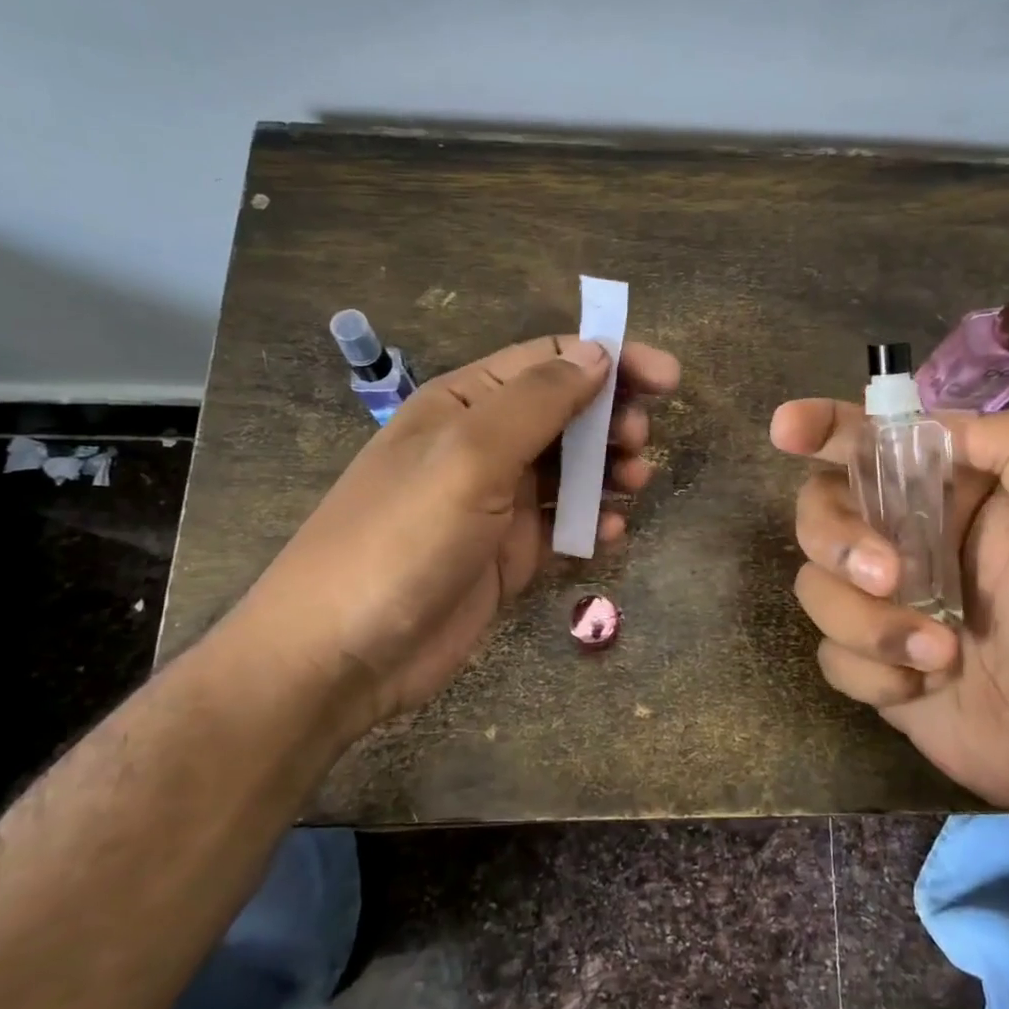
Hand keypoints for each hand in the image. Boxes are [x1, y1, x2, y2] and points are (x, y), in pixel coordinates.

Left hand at [230, 334, 679, 737]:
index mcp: (466, 404)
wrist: (341, 655)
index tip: (668, 378)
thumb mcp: (470, 457)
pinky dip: (592, 521)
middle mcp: (484, 445)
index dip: (611, 360)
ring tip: (636, 482)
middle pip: (568, 412)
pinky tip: (611, 533)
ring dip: (610, 468)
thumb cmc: (402, 538)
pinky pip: (563, 524)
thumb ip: (537, 402)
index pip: (550, 360)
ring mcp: (497, 502)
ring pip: (571, 469)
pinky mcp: (508, 554)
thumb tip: (597, 354)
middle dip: (614, 418)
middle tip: (640, 442)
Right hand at [770, 401, 1008, 833]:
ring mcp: (881, 597)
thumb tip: (933, 426)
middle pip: (821, 506)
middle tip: (887, 577)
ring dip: (871, 623)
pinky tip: (923, 685)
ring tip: (940, 654)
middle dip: (839, 540)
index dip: (823, 426)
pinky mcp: (866, 654)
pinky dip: (873, 670)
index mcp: (953, 491)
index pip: (874, 440)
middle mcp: (906, 534)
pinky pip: (829, 648)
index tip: (785, 430)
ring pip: (815, 583)